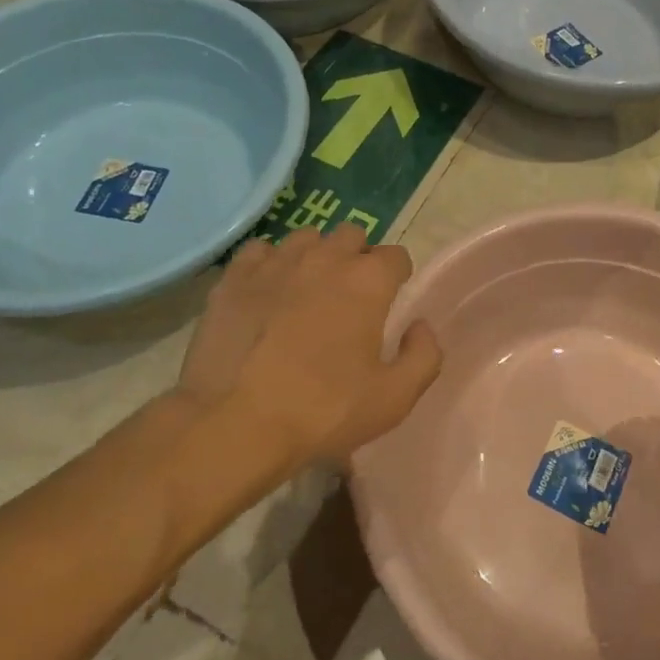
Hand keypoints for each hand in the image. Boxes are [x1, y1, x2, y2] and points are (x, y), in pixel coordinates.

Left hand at [194, 224, 441, 465]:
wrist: (235, 423)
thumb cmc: (323, 411)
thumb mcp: (394, 398)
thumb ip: (424, 356)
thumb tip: (420, 326)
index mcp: (368, 280)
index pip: (397, 256)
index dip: (397, 277)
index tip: (388, 302)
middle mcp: (326, 257)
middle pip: (352, 235)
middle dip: (357, 258)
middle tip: (349, 297)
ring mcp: (277, 262)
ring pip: (306, 238)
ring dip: (315, 256)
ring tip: (307, 291)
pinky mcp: (236, 276)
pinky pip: (260, 251)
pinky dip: (269, 265)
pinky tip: (266, 292)